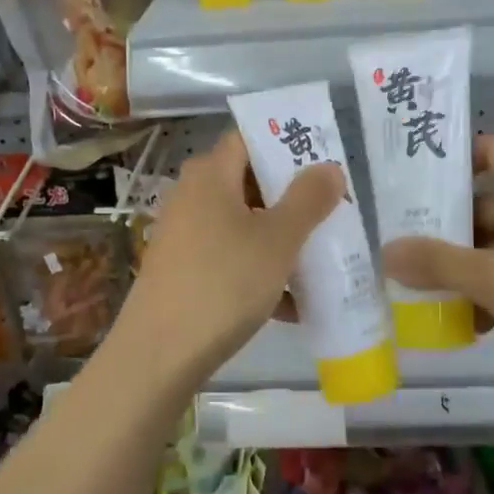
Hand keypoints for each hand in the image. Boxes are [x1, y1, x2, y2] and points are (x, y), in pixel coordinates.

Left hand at [110, 129, 343, 389]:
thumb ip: (308, 199)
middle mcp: (192, 196)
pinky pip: (231, 258)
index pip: (250, 138)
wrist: (160, 355)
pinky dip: (261, 271)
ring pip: (244, 224)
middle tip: (332, 211)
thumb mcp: (277, 240)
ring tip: (322, 259)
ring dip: (281, 239)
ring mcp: (185, 235)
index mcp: (210, 175)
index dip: (287, 143)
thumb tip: (329, 167)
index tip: (325, 161)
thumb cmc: (223, 283)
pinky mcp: (184, 271)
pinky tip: (292, 305)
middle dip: (292, 197)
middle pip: (249, 182)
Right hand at [383, 133, 493, 399]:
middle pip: (488, 204)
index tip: (418, 178)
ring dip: (464, 266)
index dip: (459, 155)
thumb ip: (439, 263)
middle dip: (446, 224)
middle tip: (402, 243)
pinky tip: (468, 325)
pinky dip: (489, 295)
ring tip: (423, 290)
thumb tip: (387, 250)